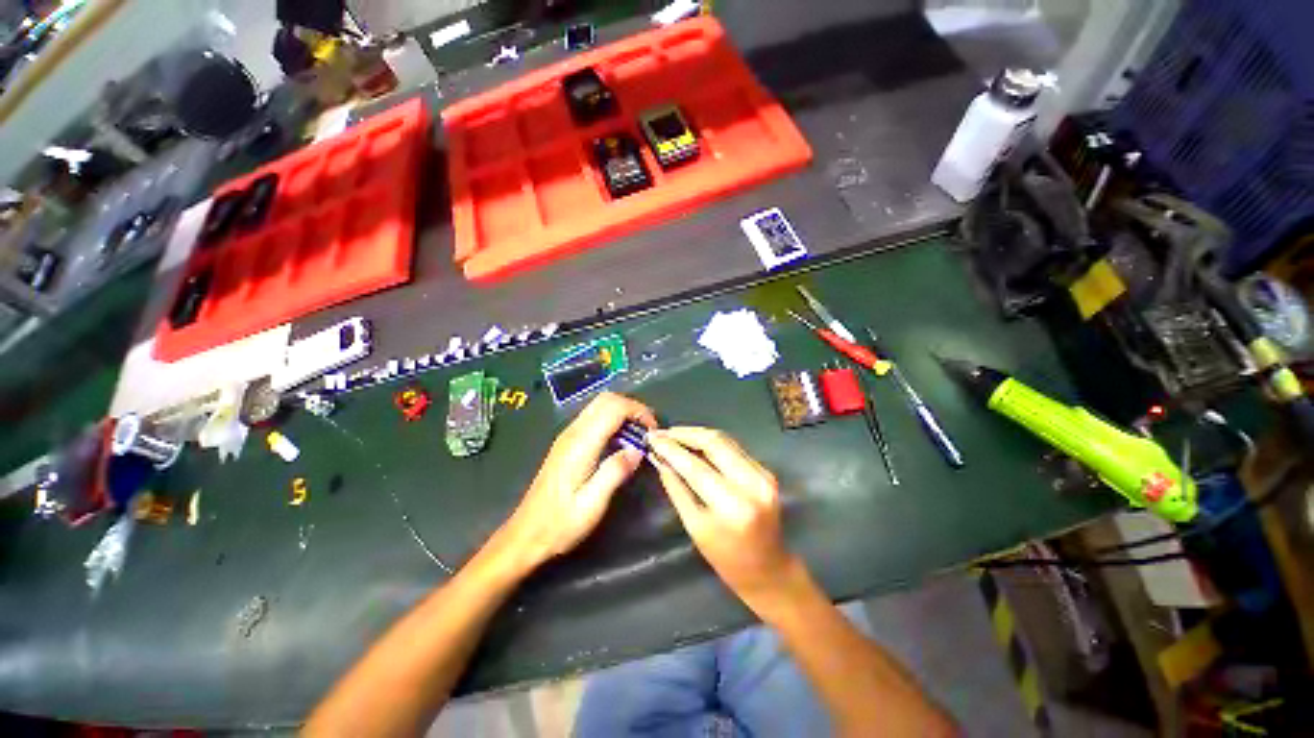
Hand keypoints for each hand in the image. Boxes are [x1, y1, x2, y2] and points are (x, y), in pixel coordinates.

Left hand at [494, 392, 656, 571]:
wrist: (526, 534)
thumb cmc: (560, 523)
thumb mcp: (592, 504)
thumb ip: (616, 472)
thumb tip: (638, 449)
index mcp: (581, 444)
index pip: (614, 408)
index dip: (638, 411)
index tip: (653, 430)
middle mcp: (573, 432)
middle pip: (606, 399)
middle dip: (632, 407)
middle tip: (648, 430)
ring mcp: (568, 435)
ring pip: (599, 405)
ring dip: (623, 412)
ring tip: (639, 435)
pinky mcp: (567, 442)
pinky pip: (594, 417)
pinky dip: (612, 420)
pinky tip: (620, 442)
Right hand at [648, 427, 799, 607]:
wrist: (769, 569)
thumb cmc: (726, 558)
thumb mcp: (694, 526)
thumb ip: (677, 488)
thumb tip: (659, 459)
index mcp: (732, 506)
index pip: (696, 466)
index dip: (671, 449)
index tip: (652, 438)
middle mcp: (752, 483)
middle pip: (714, 442)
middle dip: (684, 433)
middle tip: (662, 432)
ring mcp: (763, 474)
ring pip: (725, 440)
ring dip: (697, 434)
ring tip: (673, 434)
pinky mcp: (766, 470)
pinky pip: (734, 447)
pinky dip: (711, 442)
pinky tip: (694, 443)